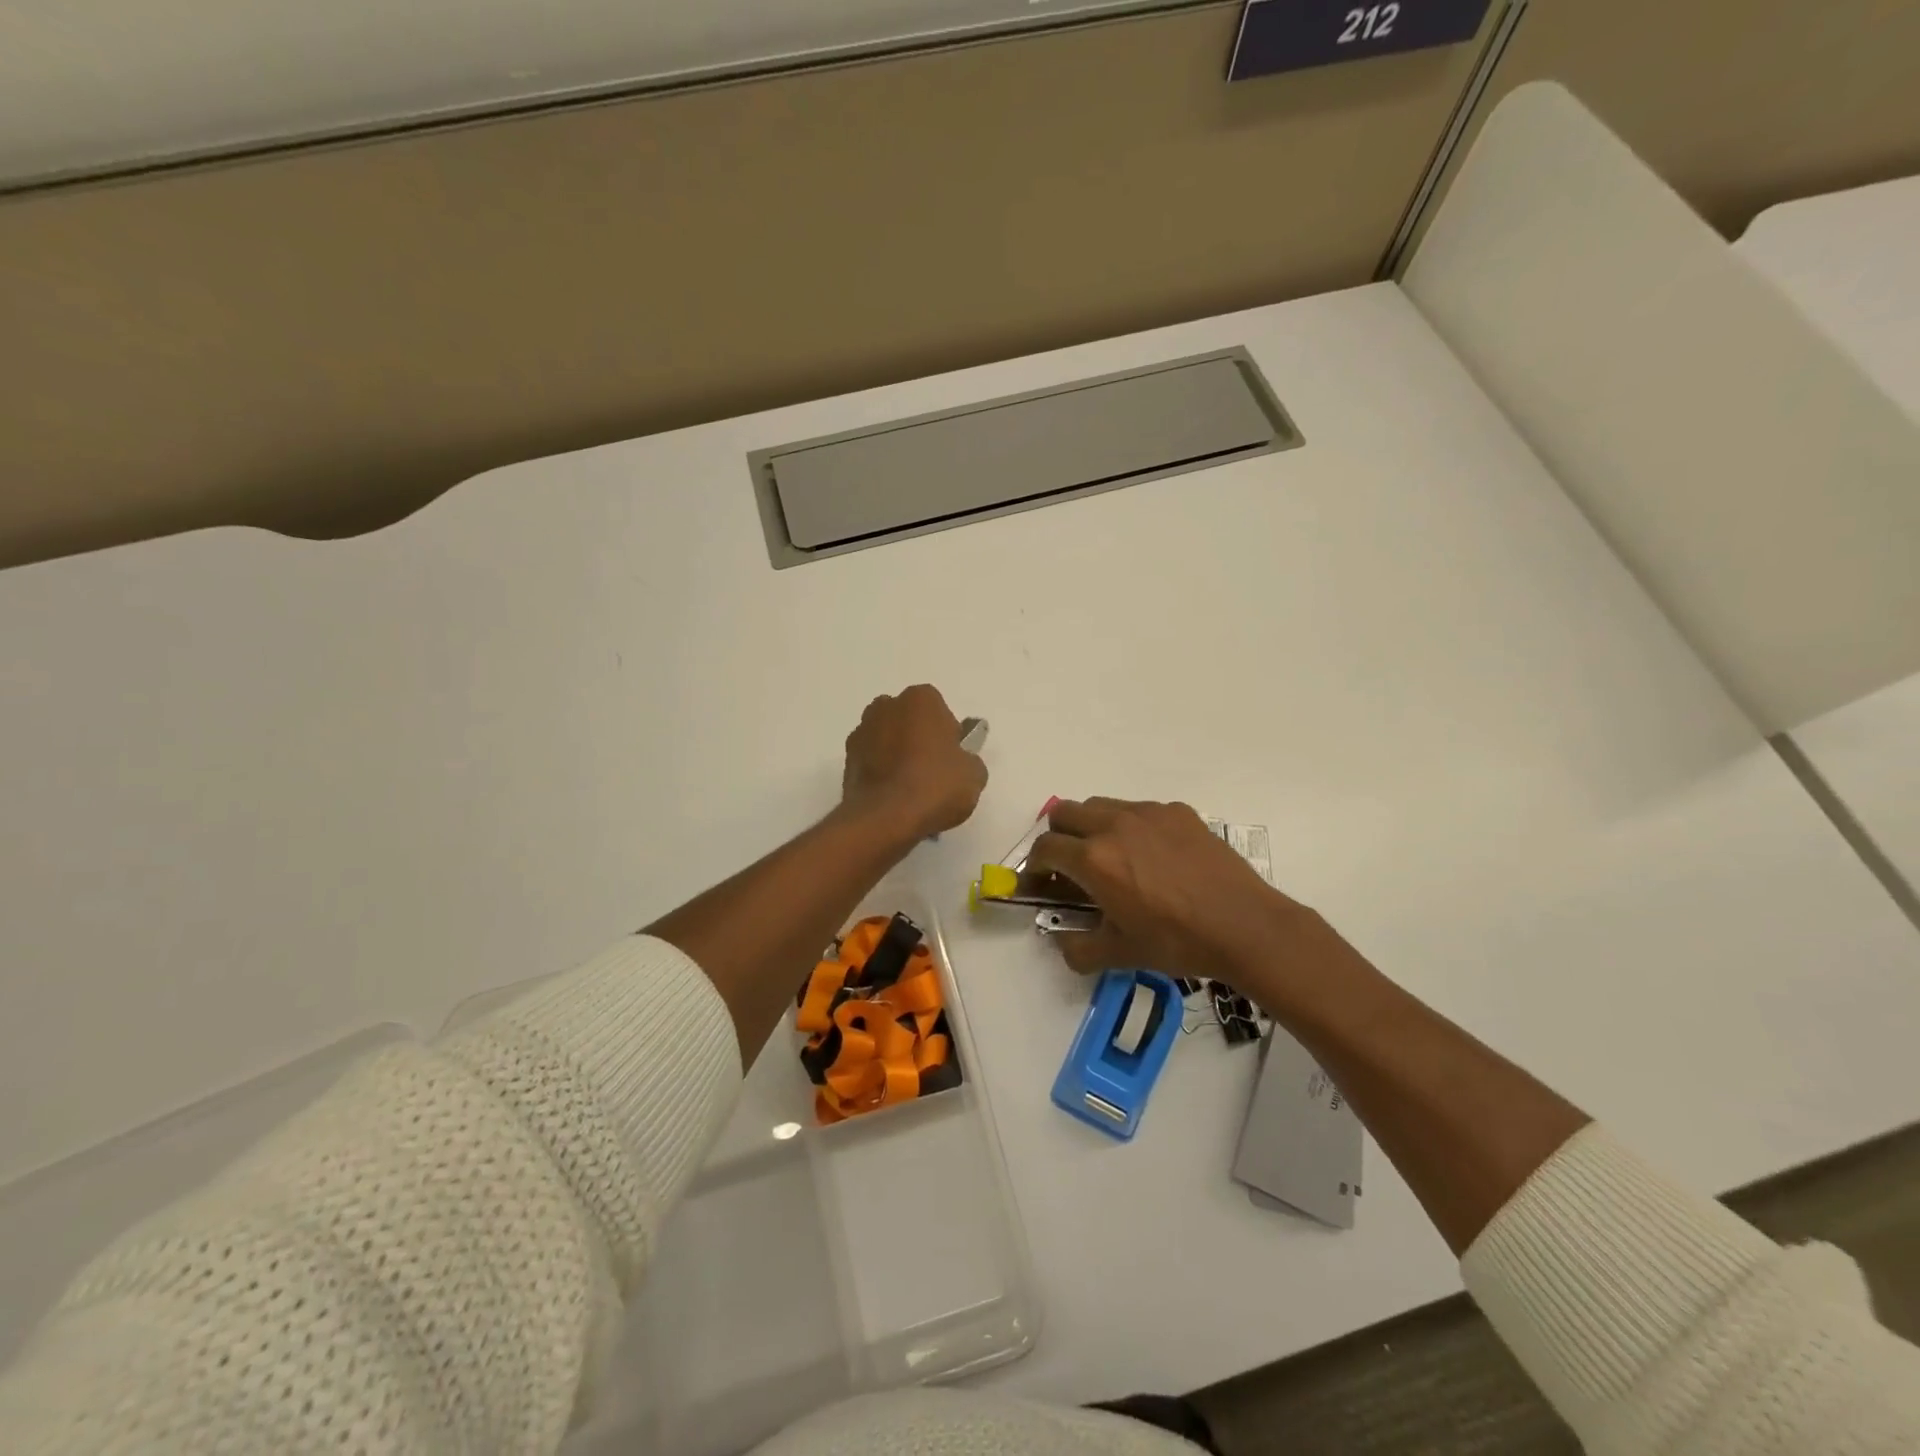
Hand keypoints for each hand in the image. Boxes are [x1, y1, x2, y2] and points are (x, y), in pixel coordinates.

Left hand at [841, 685, 988, 839]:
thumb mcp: (974, 775)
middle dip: (919, 740)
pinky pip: (872, 762)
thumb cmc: (935, 786)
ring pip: (887, 740)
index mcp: (920, 699)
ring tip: (912, 791)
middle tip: (933, 773)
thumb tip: (959, 763)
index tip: (952, 760)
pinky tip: (894, 799)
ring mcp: (861, 732)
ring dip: (897, 756)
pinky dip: (881, 774)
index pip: (940, 711)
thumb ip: (969, 760)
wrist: (885, 819)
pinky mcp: (846, 760)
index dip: (948, 736)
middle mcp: (886, 706)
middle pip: (910, 721)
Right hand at [1029, 798, 1343, 1004]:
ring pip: (1100, 806)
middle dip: (1057, 838)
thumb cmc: (1177, 941)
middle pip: (1064, 814)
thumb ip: (1077, 948)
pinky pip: (1138, 810)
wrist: (1245, 925)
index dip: (1033, 867)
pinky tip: (1151, 856)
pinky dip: (1129, 826)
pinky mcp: (1177, 811)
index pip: (1044, 848)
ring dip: (1090, 827)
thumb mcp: (1120, 954)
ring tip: (1109, 858)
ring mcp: (1148, 813)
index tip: (1039, 884)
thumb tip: (1060, 941)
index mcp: (1094, 859)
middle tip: (1068, 868)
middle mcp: (1114, 825)